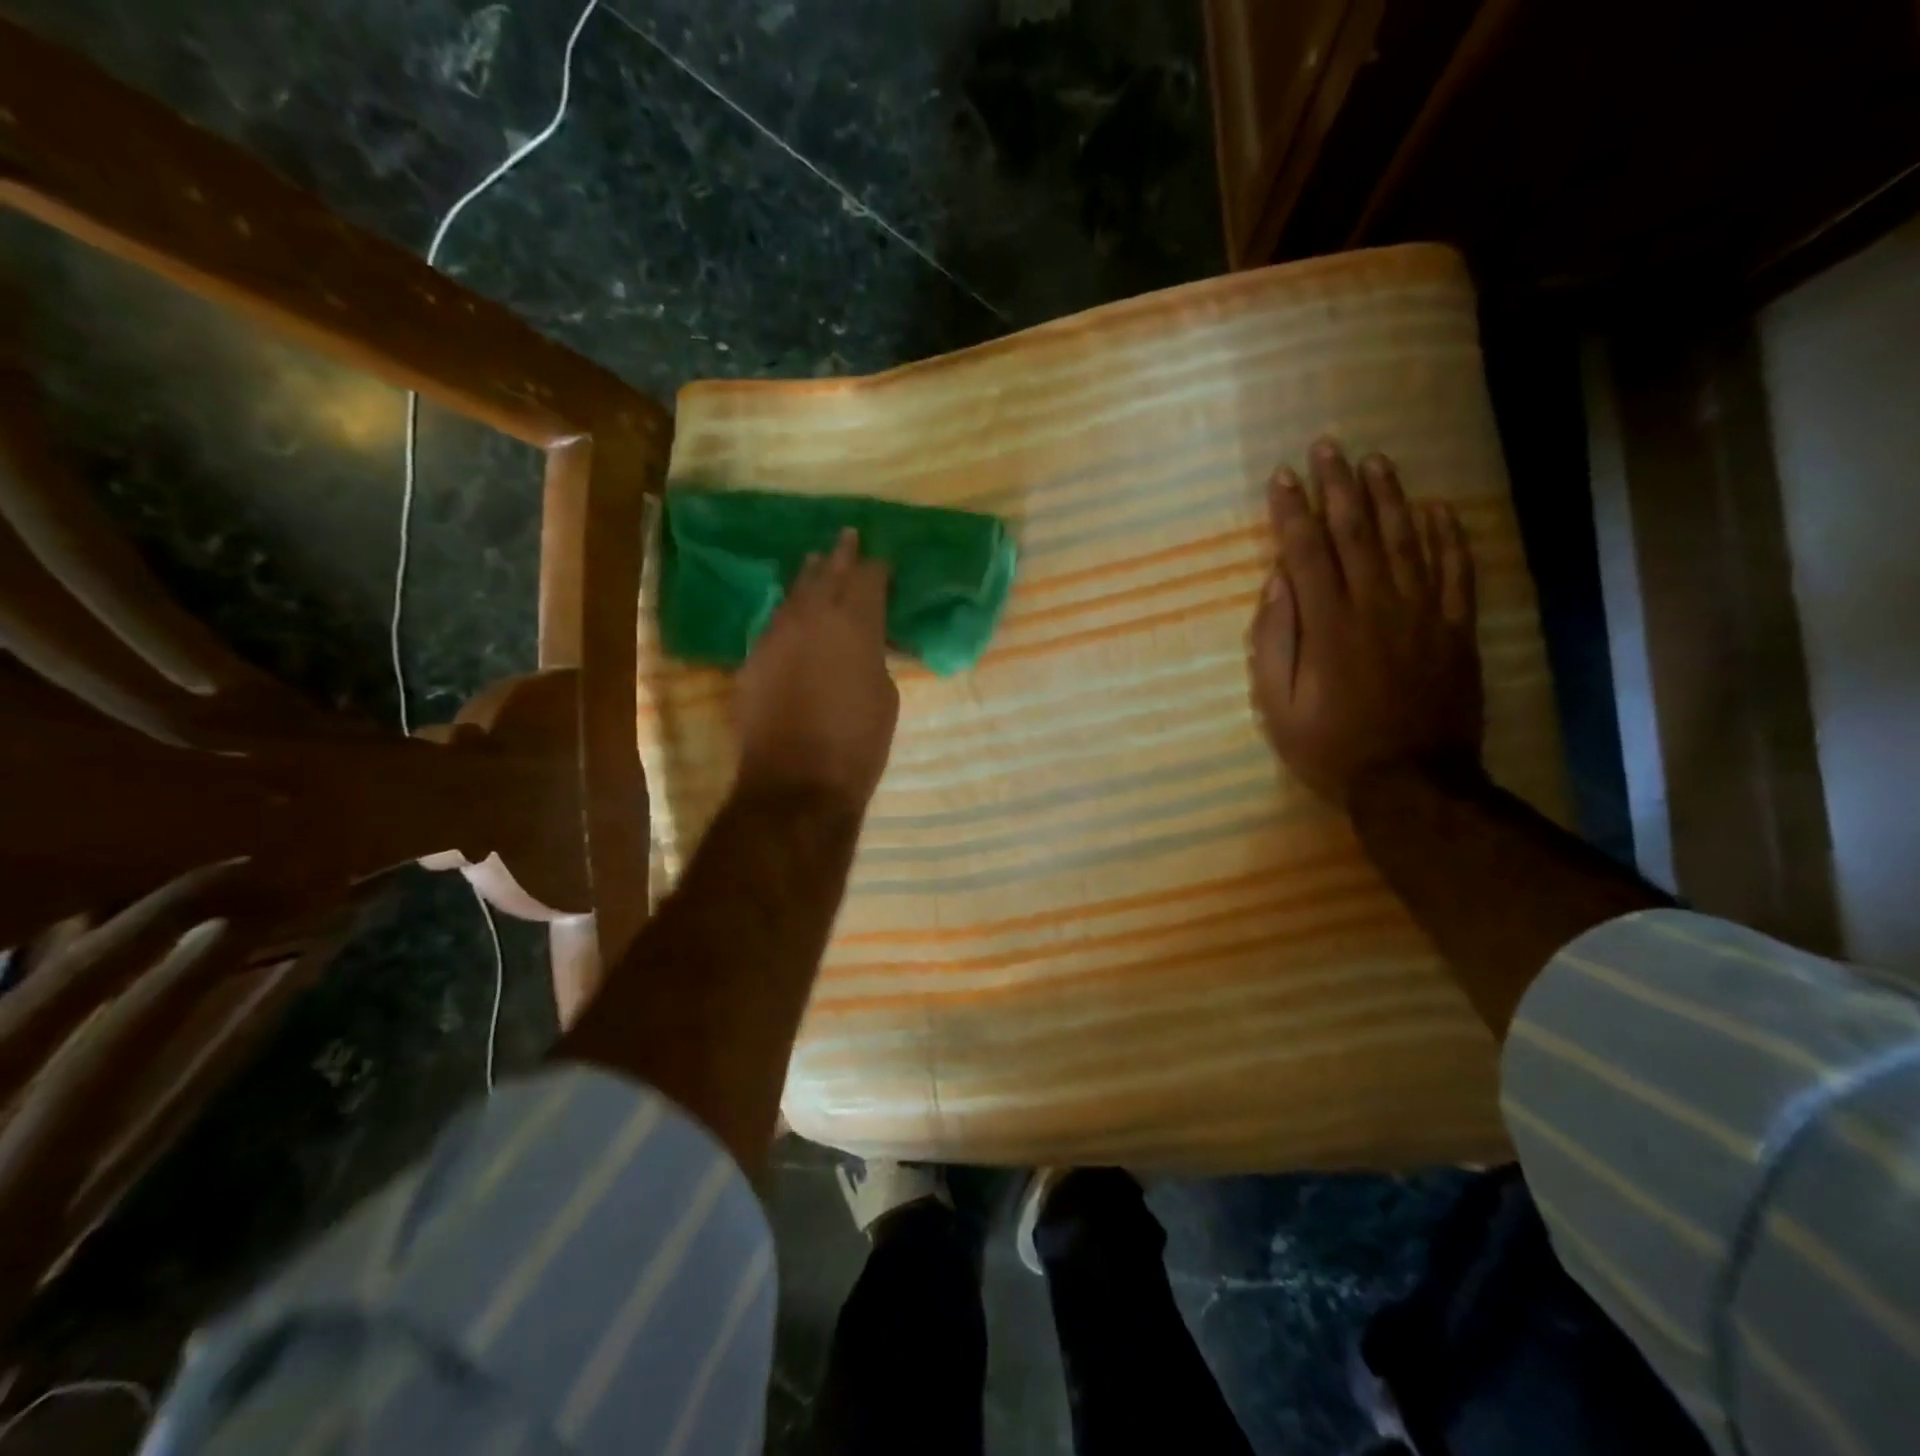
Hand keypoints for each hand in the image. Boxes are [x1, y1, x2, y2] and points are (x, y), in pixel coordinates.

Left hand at [735, 528, 899, 811]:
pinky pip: (774, 625)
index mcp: (854, 623)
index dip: (877, 569)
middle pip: (826, 574)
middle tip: (847, 537)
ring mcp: (776, 636)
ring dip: (808, 578)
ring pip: (794, 594)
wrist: (797, 782)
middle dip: (840, 556)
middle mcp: (811, 617)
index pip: (868, 579)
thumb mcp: (885, 695)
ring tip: (815, 563)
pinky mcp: (752, 660)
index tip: (883, 565)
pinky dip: (788, 615)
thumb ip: (874, 658)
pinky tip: (792, 616)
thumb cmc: (857, 743)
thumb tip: (863, 647)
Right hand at [1248, 439, 1482, 805]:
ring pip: (1407, 540)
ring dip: (1388, 497)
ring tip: (1375, 461)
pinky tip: (1438, 509)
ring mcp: (1423, 613)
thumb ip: (1275, 641)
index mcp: (1329, 624)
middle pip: (1356, 532)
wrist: (1412, 781)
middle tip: (1328, 447)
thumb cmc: (1330, 747)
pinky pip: (1456, 571)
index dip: (1292, 510)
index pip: (1306, 551)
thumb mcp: (1279, 705)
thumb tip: (1278, 584)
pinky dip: (1448, 536)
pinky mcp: (1456, 629)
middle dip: (1337, 486)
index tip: (1282, 476)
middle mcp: (1376, 605)